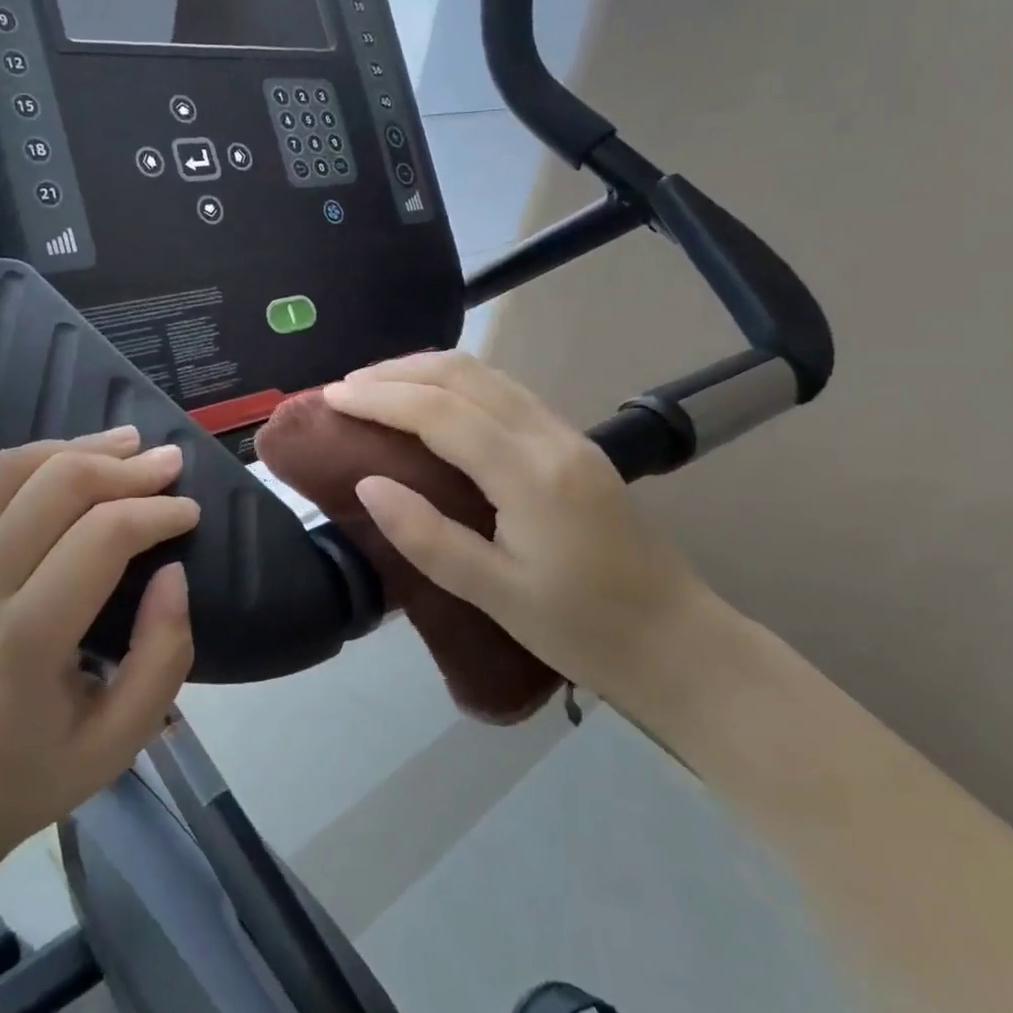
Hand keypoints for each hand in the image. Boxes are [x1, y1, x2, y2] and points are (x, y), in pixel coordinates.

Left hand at [0, 406, 198, 887]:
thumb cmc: (29, 778)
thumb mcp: (119, 742)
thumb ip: (163, 655)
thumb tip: (173, 571)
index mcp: (26, 641)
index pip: (103, 537)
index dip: (158, 512)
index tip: (190, 513)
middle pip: (56, 488)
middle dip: (124, 467)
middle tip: (166, 463)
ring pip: (2, 476)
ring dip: (66, 446)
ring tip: (116, 441)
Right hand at [321, 351, 707, 699]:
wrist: (679, 642)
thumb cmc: (583, 629)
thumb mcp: (495, 595)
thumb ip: (427, 537)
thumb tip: (367, 485)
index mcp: (529, 474)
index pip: (440, 412)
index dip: (380, 397)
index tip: (333, 396)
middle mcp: (549, 437)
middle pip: (464, 375)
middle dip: (398, 371)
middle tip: (346, 387)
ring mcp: (567, 435)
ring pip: (487, 375)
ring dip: (427, 370)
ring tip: (378, 386)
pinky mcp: (574, 445)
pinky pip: (505, 392)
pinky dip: (457, 384)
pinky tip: (434, 402)